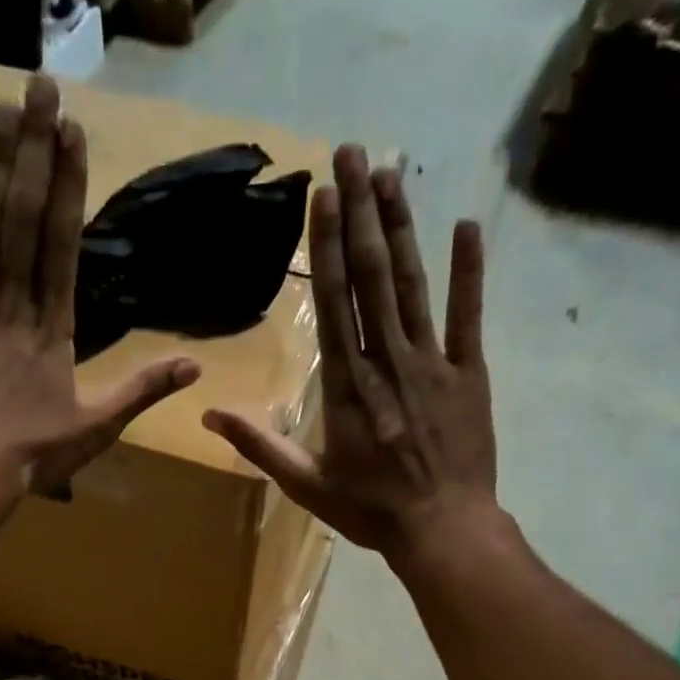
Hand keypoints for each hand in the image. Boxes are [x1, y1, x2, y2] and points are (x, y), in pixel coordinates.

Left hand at [0, 75, 199, 499]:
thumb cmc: (33, 456)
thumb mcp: (97, 429)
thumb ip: (142, 391)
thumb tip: (195, 366)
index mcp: (52, 330)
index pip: (62, 247)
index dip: (68, 188)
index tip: (72, 132)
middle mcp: (10, 307)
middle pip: (22, 222)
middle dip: (32, 154)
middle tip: (37, 86)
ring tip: (0, 110)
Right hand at [201, 145, 495, 557]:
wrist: (441, 529)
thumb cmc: (370, 510)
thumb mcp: (306, 485)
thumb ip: (260, 446)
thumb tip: (210, 416)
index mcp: (347, 386)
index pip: (332, 302)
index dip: (326, 245)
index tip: (323, 193)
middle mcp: (387, 360)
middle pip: (372, 277)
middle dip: (361, 213)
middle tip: (354, 150)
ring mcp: (433, 363)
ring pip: (414, 285)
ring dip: (402, 227)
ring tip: (391, 173)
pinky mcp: (469, 374)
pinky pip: (469, 315)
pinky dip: (468, 271)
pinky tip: (465, 226)